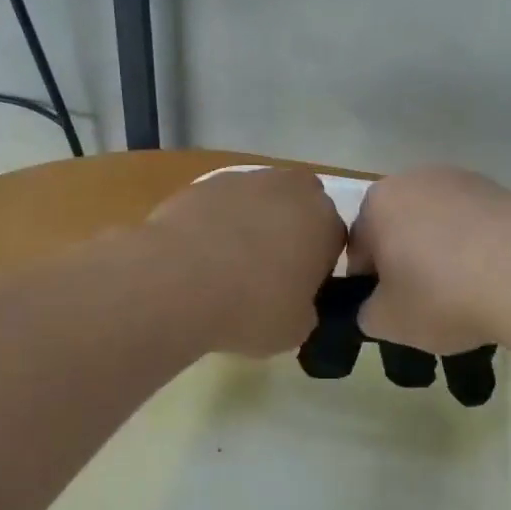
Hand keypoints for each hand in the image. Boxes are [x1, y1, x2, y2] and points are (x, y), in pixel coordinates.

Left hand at [147, 168, 345, 357]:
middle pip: (298, 207)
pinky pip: (221, 205)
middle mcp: (290, 189)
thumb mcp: (296, 329)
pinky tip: (199, 255)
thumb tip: (296, 303)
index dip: (317, 266)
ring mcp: (245, 180)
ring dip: (252, 223)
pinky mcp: (204, 183)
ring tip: (227, 265)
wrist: (178, 280)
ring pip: (259, 201)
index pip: (333, 240)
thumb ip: (306, 309)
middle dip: (289, 230)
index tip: (298, 290)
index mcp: (324, 221)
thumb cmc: (251, 307)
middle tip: (268, 271)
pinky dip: (216, 223)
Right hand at [349, 167, 510, 355]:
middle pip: (400, 227)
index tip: (391, 309)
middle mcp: (415, 178)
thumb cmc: (443, 295)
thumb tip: (375, 306)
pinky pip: (476, 222)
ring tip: (466, 290)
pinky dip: (478, 245)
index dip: (371, 283)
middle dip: (407, 259)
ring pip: (439, 221)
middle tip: (426, 301)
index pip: (359, 248)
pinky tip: (494, 277)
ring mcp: (462, 179)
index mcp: (378, 203)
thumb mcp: (388, 322)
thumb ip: (367, 313)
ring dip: (443, 249)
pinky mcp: (501, 189)